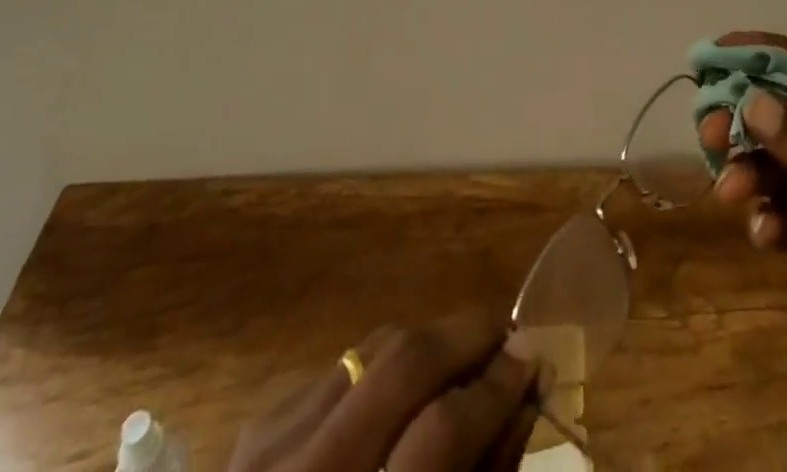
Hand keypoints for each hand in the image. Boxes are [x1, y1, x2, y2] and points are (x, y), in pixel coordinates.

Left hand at [228, 311, 543, 471]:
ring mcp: (268, 451)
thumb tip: (520, 395)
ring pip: (370, 350)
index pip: (442, 431)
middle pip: (403, 364)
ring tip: (457, 361)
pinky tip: (393, 400)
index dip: (496, 388)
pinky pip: (336, 369)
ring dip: (425, 346)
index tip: (532, 358)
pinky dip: (378, 371)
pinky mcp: (254, 431)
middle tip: (504, 336)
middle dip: (465, 337)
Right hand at [703, 32, 786, 469]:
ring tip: (731, 190)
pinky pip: (786, 218)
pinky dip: (769, 220)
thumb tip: (753, 103)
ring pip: (784, 166)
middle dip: (751, 117)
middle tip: (709, 129)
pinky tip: (765, 237)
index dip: (774, 54)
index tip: (721, 52)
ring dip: (753, 170)